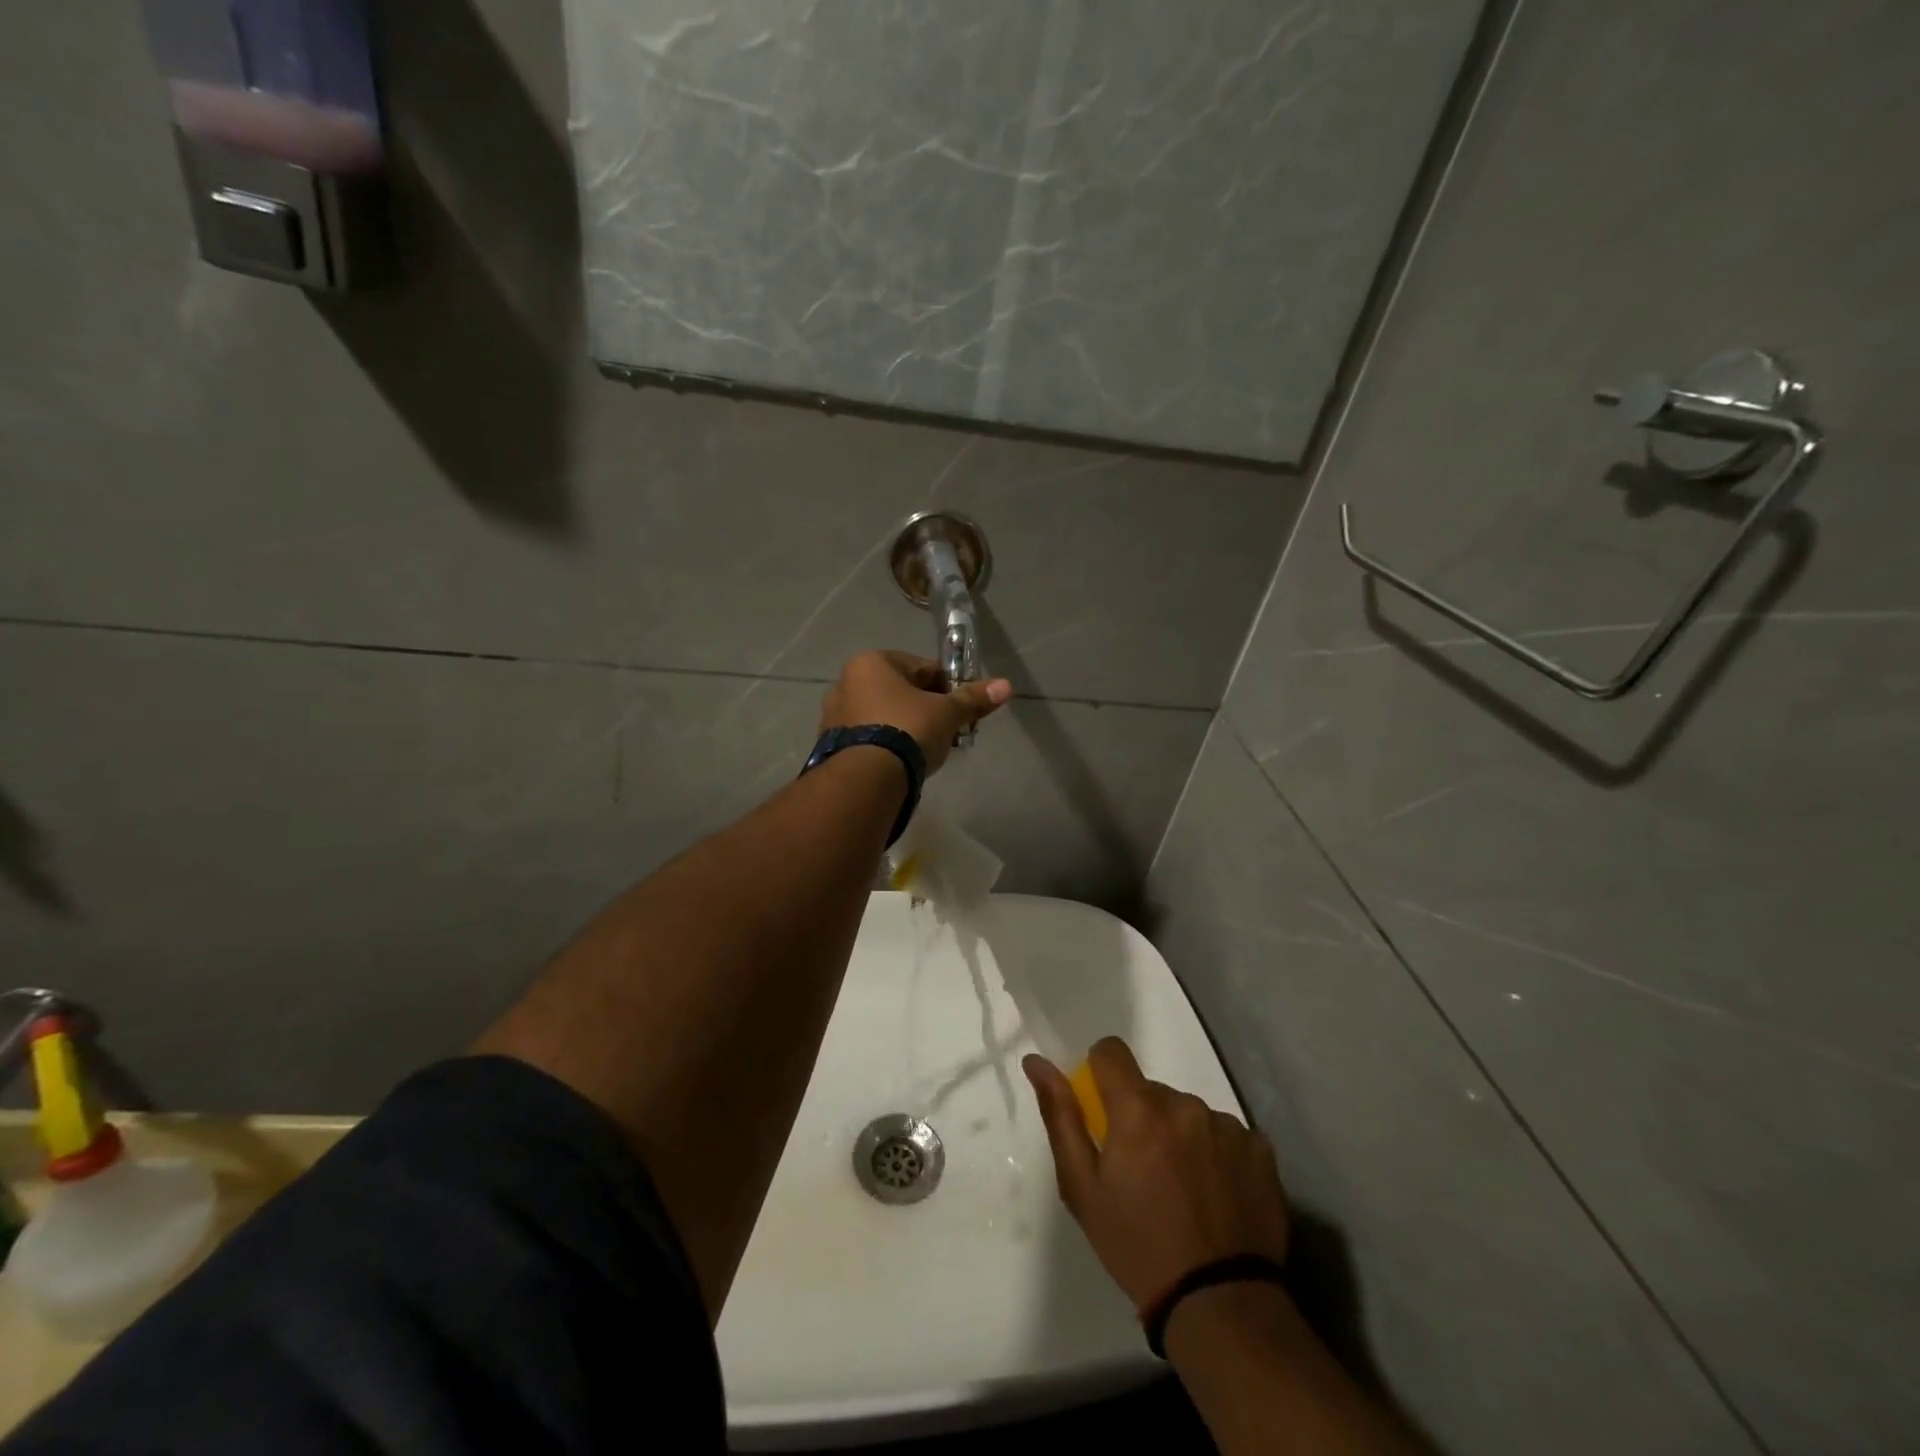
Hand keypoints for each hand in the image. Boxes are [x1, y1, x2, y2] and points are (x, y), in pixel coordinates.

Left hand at [820, 650, 1011, 773]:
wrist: (867, 779)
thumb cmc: (908, 731)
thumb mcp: (947, 713)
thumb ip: (973, 699)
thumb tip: (1005, 685)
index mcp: (871, 663)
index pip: (921, 667)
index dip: (948, 687)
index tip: (961, 708)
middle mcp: (846, 682)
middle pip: (900, 691)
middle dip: (926, 709)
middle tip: (947, 731)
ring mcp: (834, 715)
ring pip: (883, 715)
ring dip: (905, 728)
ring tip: (926, 751)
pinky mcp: (831, 746)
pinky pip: (869, 738)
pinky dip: (887, 745)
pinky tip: (903, 762)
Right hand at [1024, 1037, 1289, 1311]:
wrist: (1218, 1303)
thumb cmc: (1136, 1245)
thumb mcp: (1082, 1187)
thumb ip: (1061, 1116)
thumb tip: (1037, 1062)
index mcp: (1138, 1109)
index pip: (1111, 1052)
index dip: (1102, 1074)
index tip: (1104, 1110)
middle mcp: (1184, 1104)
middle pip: (1151, 1091)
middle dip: (1142, 1119)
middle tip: (1143, 1172)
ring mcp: (1227, 1125)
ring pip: (1189, 1113)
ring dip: (1180, 1136)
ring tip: (1184, 1190)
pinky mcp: (1260, 1149)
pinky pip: (1227, 1134)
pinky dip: (1216, 1154)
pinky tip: (1217, 1195)